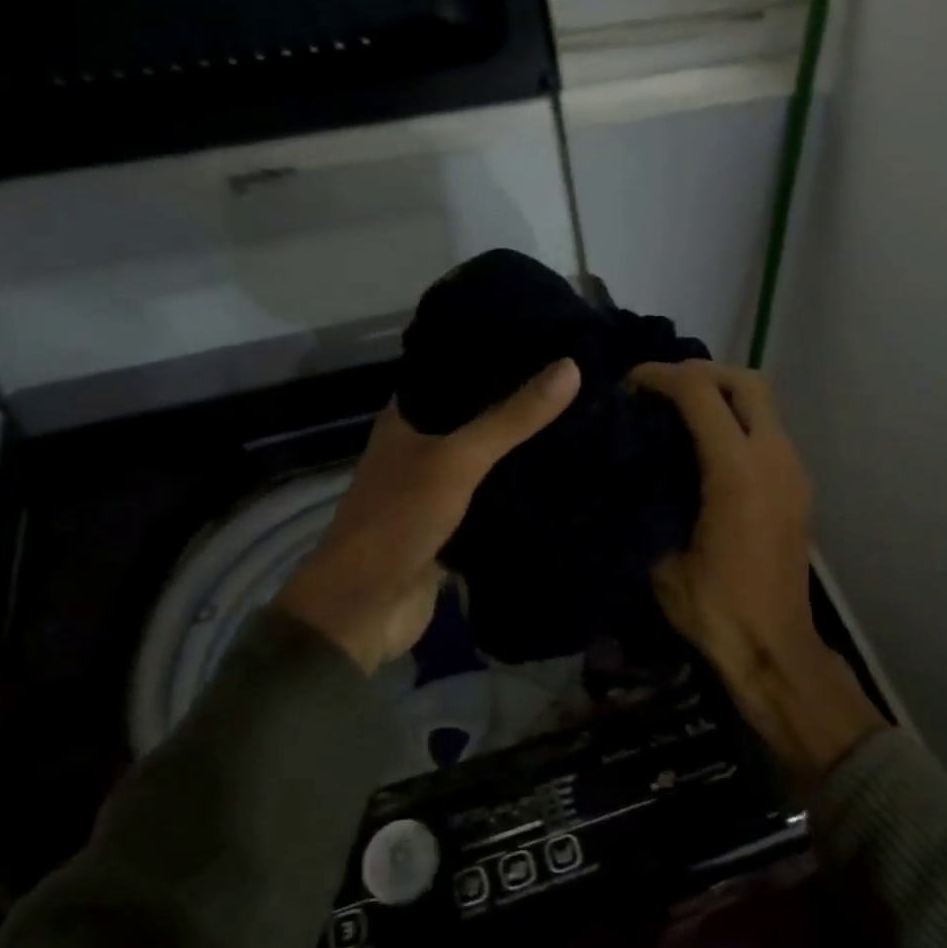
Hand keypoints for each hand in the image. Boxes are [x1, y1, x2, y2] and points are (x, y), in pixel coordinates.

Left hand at [275, 359, 580, 672]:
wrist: (365, 608)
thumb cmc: (399, 520)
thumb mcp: (457, 460)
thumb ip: (511, 418)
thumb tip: (570, 367)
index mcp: (407, 419)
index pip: (454, 372)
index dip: (494, 354)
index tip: (546, 340)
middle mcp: (420, 448)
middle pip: (475, 416)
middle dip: (519, 403)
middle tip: (578, 380)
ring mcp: (437, 489)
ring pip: (487, 460)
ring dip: (523, 448)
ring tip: (581, 419)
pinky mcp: (454, 527)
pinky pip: (494, 499)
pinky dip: (521, 490)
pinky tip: (562, 476)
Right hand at [630, 361, 883, 785]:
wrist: (774, 649)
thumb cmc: (714, 609)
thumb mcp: (661, 559)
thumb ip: (648, 504)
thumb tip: (629, 472)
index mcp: (737, 471)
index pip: (700, 392)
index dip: (661, 376)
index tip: (630, 384)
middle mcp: (774, 459)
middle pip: (746, 381)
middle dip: (702, 373)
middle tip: (663, 390)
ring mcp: (793, 472)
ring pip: (764, 405)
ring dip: (724, 397)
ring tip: (680, 414)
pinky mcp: (799, 489)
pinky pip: (770, 433)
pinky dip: (739, 423)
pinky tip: (708, 449)